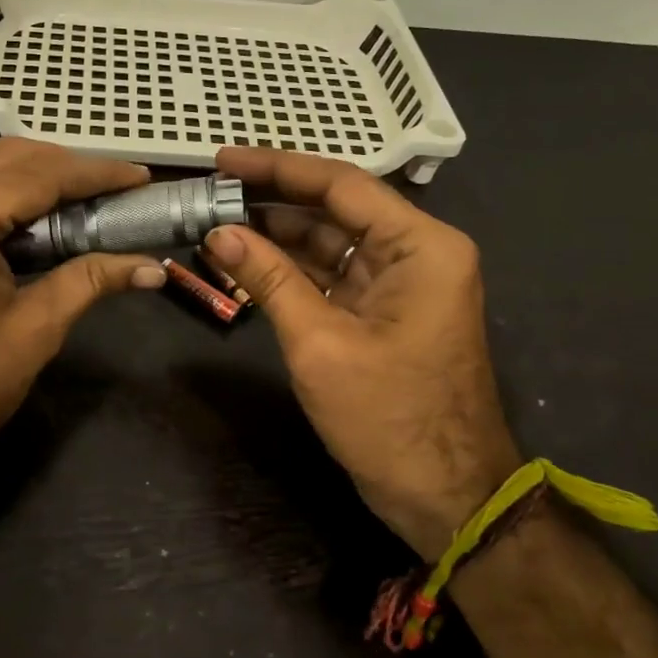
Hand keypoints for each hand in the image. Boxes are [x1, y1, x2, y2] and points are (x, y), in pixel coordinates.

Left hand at [0, 139, 166, 489]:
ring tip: (64, 190)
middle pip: (4, 155)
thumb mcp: (36, 331)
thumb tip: (151, 268)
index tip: (139, 177)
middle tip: (110, 187)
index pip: (38, 175)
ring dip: (19, 163)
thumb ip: (91, 282)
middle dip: (62, 164)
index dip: (95, 173)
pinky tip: (11, 204)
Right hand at [205, 147, 519, 558]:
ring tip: (217, 220)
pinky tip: (246, 260)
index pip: (341, 184)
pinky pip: (332, 274)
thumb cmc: (389, 419)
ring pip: (330, 240)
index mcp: (420, 246)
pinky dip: (291, 268)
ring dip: (277, 234)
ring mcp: (401, 282)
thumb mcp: (320, 344)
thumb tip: (218, 231)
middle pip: (335, 207)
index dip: (277, 168)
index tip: (223, 158)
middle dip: (272, 199)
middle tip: (211, 190)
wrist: (446, 499)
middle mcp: (416, 251)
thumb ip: (269, 279)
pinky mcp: (384, 310)